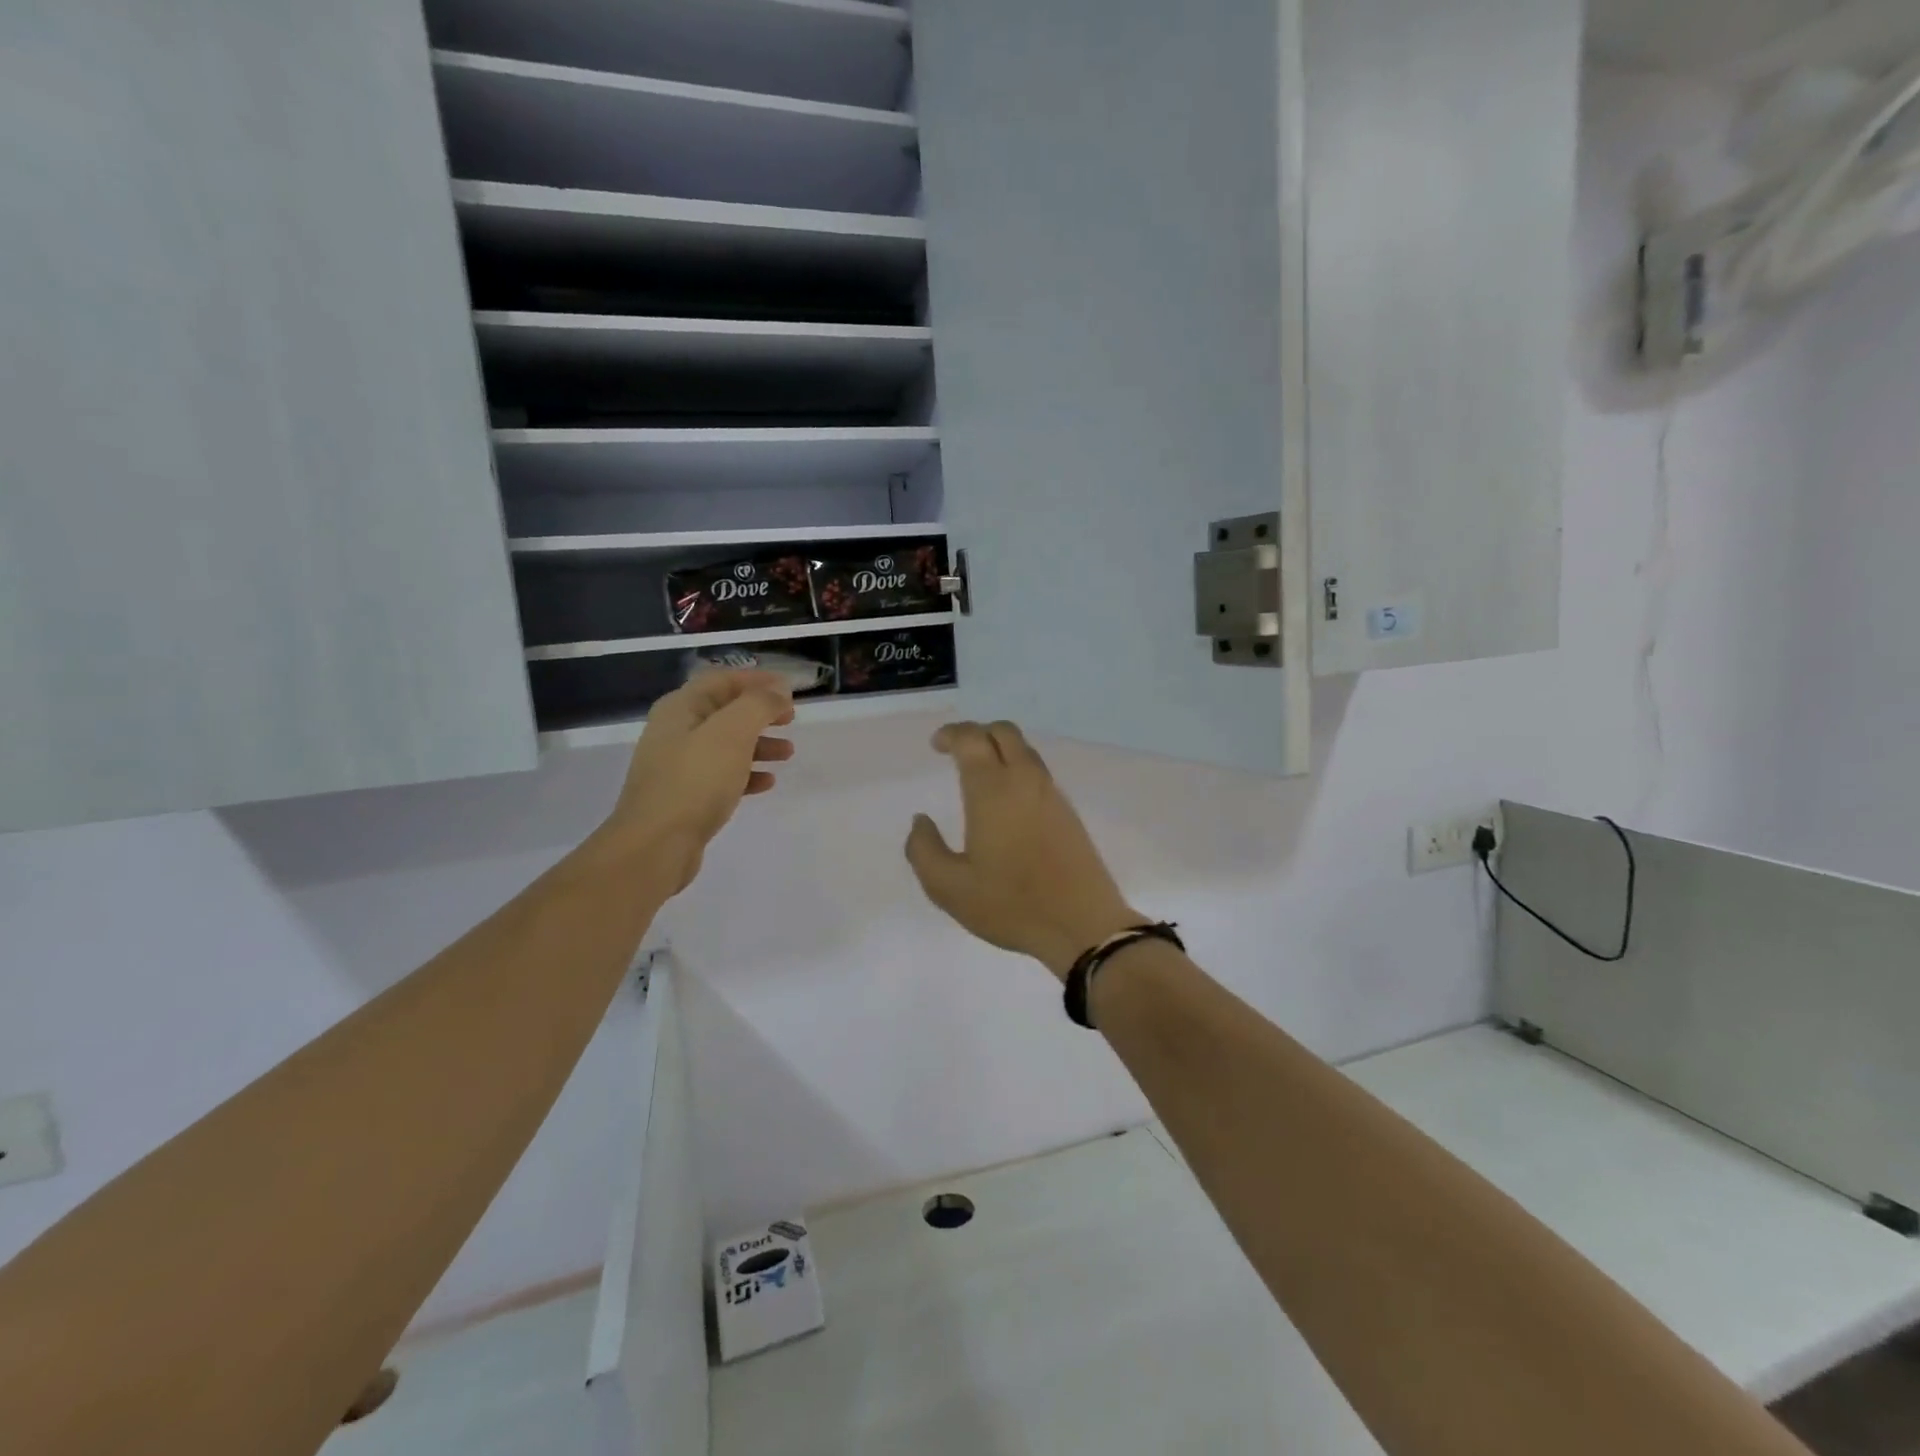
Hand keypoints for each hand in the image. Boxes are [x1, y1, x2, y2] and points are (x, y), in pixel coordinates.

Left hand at [606, 670, 795, 892]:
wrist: (656, 845)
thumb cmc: (695, 781)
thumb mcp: (732, 733)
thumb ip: (758, 705)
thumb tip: (778, 690)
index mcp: (681, 708)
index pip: (721, 680)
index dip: (756, 680)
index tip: (789, 689)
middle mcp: (675, 731)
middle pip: (724, 711)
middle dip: (760, 713)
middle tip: (791, 719)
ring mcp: (677, 766)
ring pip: (726, 745)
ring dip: (759, 744)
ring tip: (788, 753)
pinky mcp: (685, 796)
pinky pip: (721, 775)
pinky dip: (746, 773)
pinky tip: (767, 783)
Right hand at [905, 721, 1141, 980]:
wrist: (1082, 925)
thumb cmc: (1011, 905)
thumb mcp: (949, 888)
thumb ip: (924, 850)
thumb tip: (920, 821)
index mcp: (992, 790)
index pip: (972, 739)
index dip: (951, 734)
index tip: (936, 745)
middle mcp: (1024, 781)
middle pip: (1003, 732)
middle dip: (978, 733)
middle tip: (957, 752)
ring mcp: (1052, 794)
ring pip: (1025, 751)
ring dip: (1000, 750)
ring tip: (980, 776)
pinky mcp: (1068, 813)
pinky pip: (1039, 774)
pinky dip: (1018, 770)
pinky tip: (1007, 802)